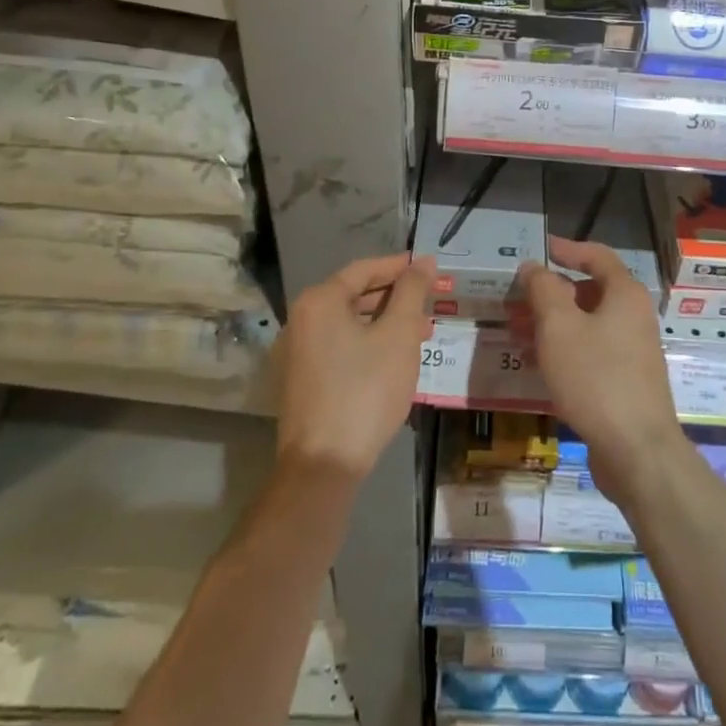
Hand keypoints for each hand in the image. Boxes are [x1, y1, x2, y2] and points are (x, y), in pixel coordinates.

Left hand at [276, 252, 434, 483]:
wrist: (324, 464)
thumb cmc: (365, 390)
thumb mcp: (398, 335)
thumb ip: (412, 292)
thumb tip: (423, 261)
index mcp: (319, 301)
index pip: (363, 269)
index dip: (398, 266)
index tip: (427, 267)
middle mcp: (301, 320)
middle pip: (354, 295)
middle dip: (395, 297)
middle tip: (429, 303)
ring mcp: (297, 353)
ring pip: (349, 324)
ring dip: (385, 323)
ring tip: (421, 333)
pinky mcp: (301, 381)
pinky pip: (339, 347)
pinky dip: (367, 343)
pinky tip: (394, 359)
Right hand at [515, 236, 686, 507]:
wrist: (637, 451)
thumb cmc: (596, 377)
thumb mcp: (559, 326)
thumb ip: (543, 289)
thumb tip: (533, 267)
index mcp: (625, 294)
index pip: (597, 256)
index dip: (567, 249)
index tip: (540, 250)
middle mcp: (633, 316)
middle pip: (589, 291)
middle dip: (550, 293)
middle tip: (516, 300)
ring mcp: (632, 351)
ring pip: (587, 324)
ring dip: (552, 323)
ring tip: (516, 331)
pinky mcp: (625, 382)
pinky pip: (590, 352)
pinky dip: (564, 349)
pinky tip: (537, 363)